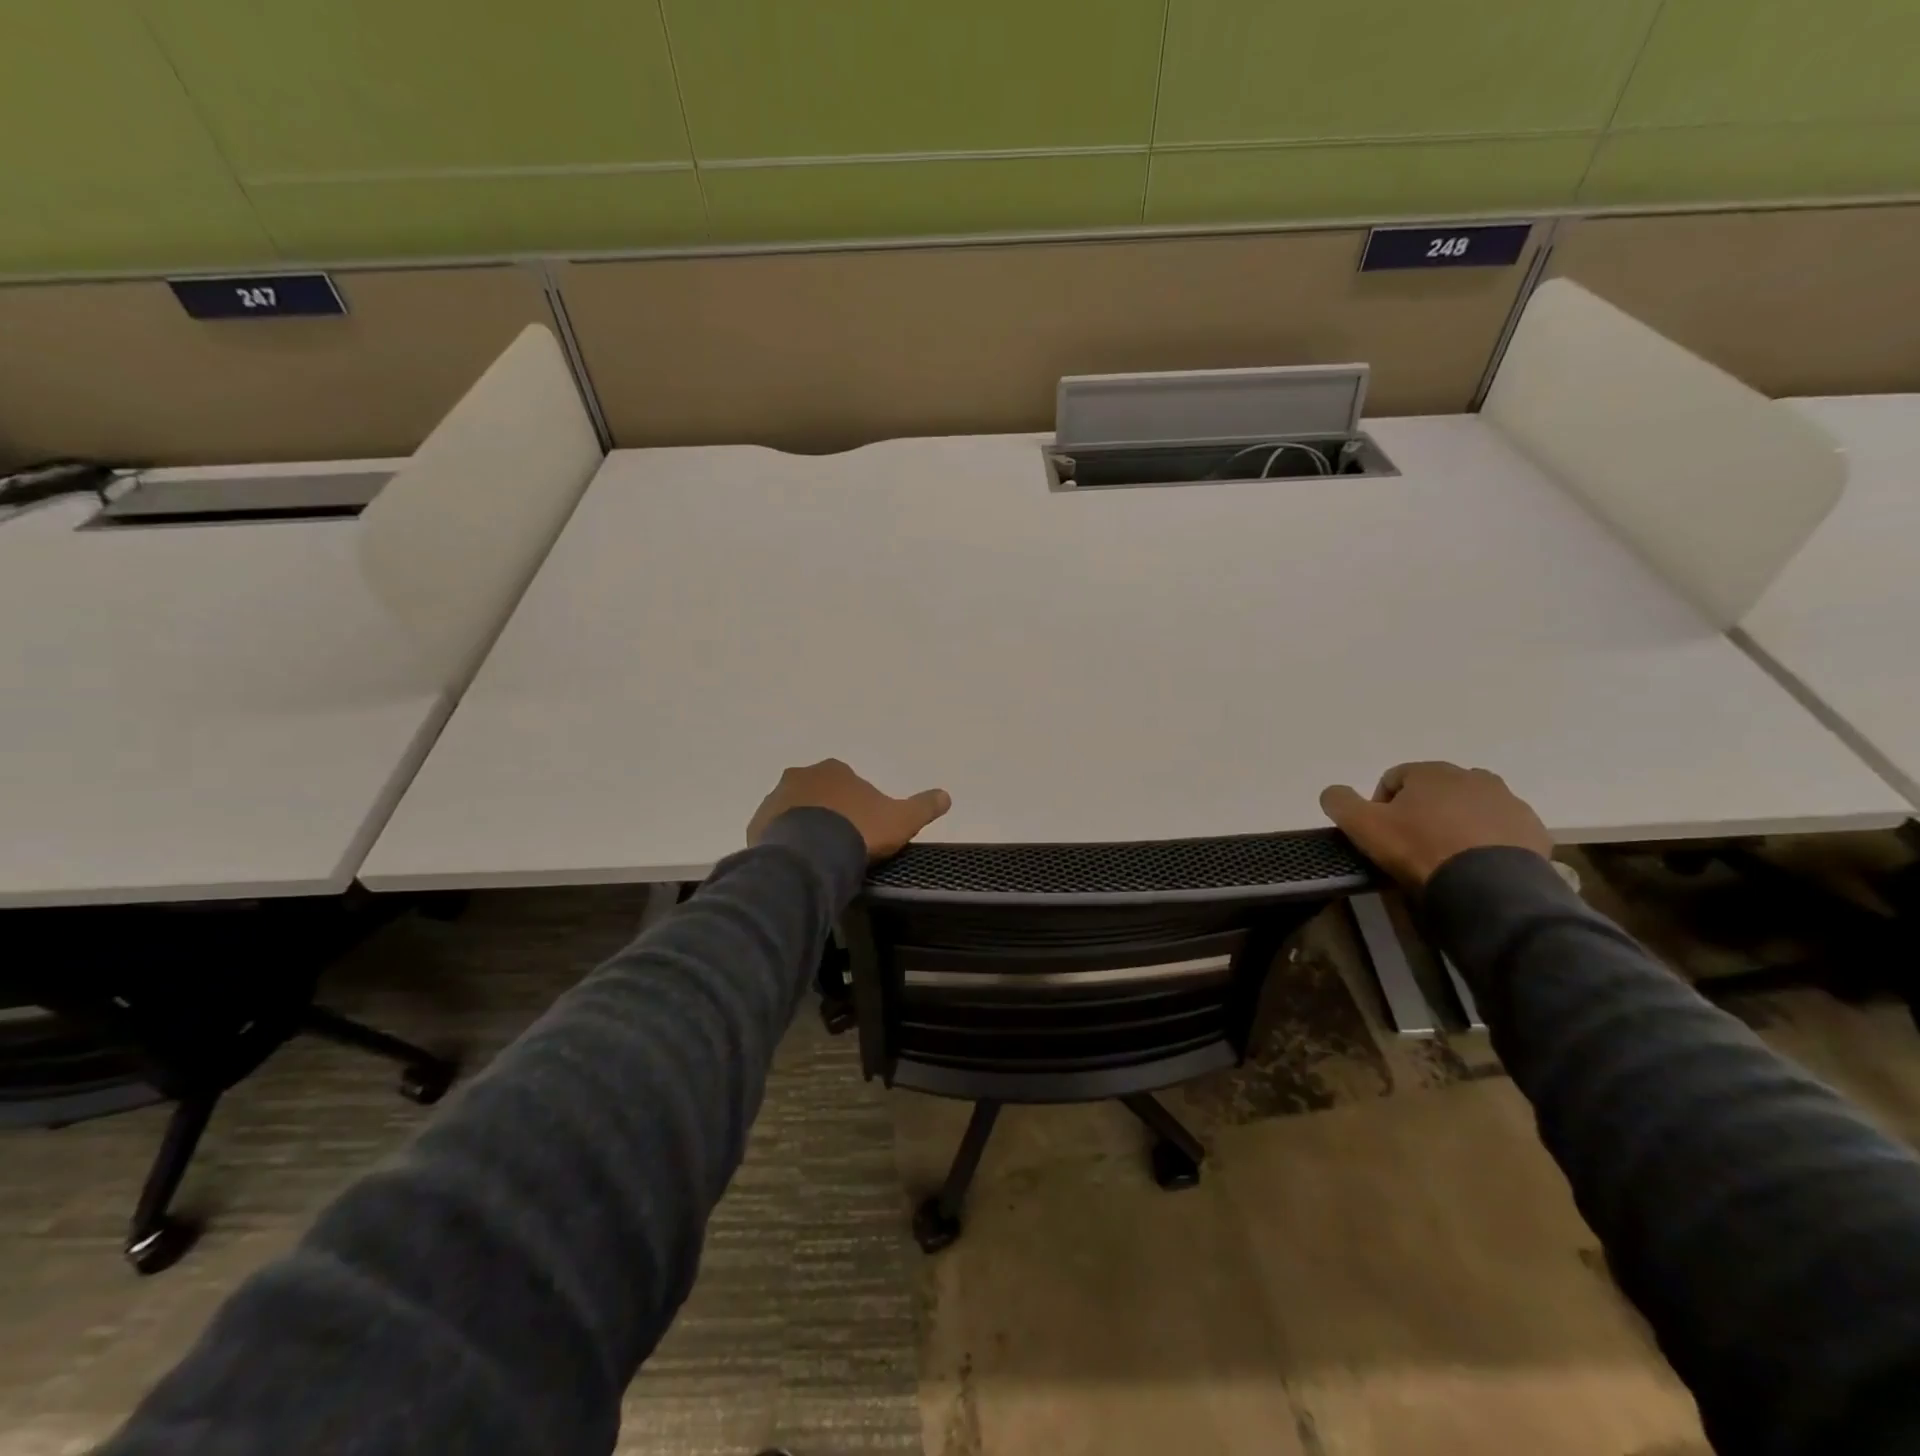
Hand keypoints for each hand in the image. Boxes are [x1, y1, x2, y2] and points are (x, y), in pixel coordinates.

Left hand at [748, 759, 951, 860]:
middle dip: (829, 815)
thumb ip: (923, 806)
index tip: (864, 831)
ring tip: (819, 859)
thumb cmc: (859, 831)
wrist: (811, 855)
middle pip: (819, 795)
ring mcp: (776, 799)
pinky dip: (785, 844)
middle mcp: (802, 776)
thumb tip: (946, 795)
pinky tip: (798, 864)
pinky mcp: (758, 824)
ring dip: (805, 828)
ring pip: (794, 812)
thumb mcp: (901, 819)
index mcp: (835, 770)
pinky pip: (774, 833)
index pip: (848, 785)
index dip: (858, 807)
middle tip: (841, 845)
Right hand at [1319, 761, 1551, 888]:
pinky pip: (1501, 831)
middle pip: (1436, 791)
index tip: (1380, 833)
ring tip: (1447, 857)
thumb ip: (1339, 802)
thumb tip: (1333, 792)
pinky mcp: (1533, 830)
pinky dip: (1487, 842)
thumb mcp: (1363, 826)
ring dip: (1457, 824)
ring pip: (1471, 808)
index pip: (1394, 778)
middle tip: (1412, 844)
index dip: (1380, 805)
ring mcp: (1508, 802)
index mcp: (1432, 771)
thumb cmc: (1419, 848)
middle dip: (1422, 811)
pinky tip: (1476, 866)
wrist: (1489, 886)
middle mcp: (1473, 777)